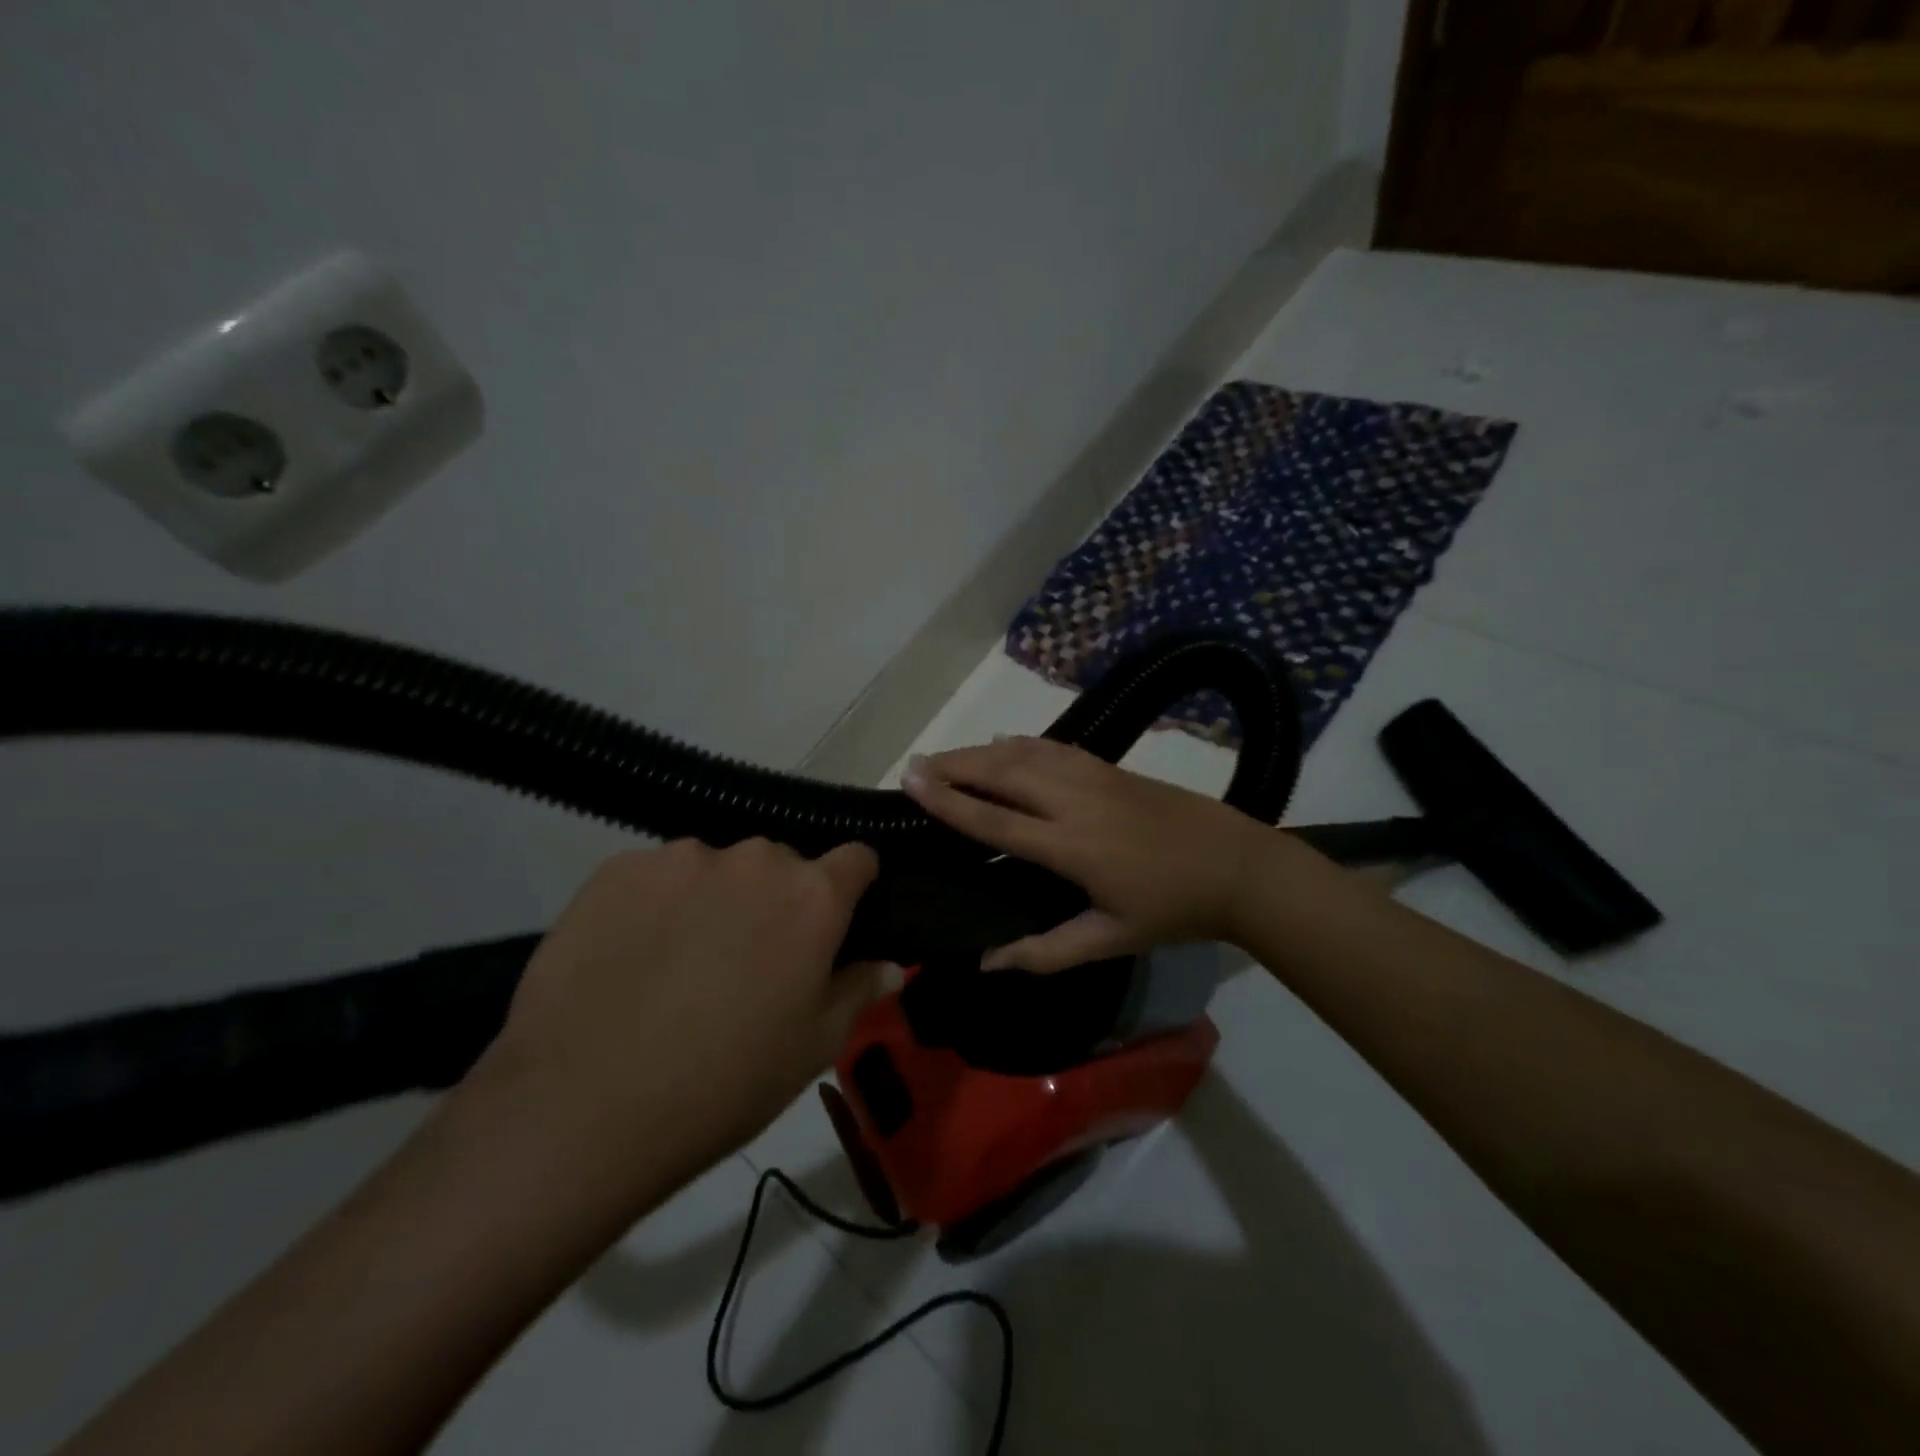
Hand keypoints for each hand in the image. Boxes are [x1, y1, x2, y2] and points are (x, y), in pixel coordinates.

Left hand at [473, 839, 899, 1209]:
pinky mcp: (617, 868)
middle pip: (782, 863)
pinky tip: (633, 955)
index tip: (842, 916)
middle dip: (778, 898)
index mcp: (811, 895)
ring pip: (718, 867)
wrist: (581, 1107)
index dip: (854, 885)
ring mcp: (681, 857)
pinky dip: (659, 903)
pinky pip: (658, 875)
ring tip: (683, 959)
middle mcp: (754, 859)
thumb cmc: (724, 1083)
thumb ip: (859, 990)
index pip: (857, 858)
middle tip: (753, 956)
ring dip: (717, 897)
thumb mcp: (813, 1048)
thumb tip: (887, 964)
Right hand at [901, 736, 1285, 971]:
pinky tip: (1002, 743)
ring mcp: (1093, 777)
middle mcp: (1074, 801)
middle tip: (915, 764)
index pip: (994, 821)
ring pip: (1024, 753)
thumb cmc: (1170, 909)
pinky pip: (1052, 747)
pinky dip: (1019, 743)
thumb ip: (1045, 952)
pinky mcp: (1109, 766)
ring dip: (980, 751)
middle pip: (1001, 774)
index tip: (911, 782)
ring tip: (946, 755)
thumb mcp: (1109, 941)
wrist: (1236, 865)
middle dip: (954, 765)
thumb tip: (986, 961)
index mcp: (1071, 847)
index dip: (948, 802)